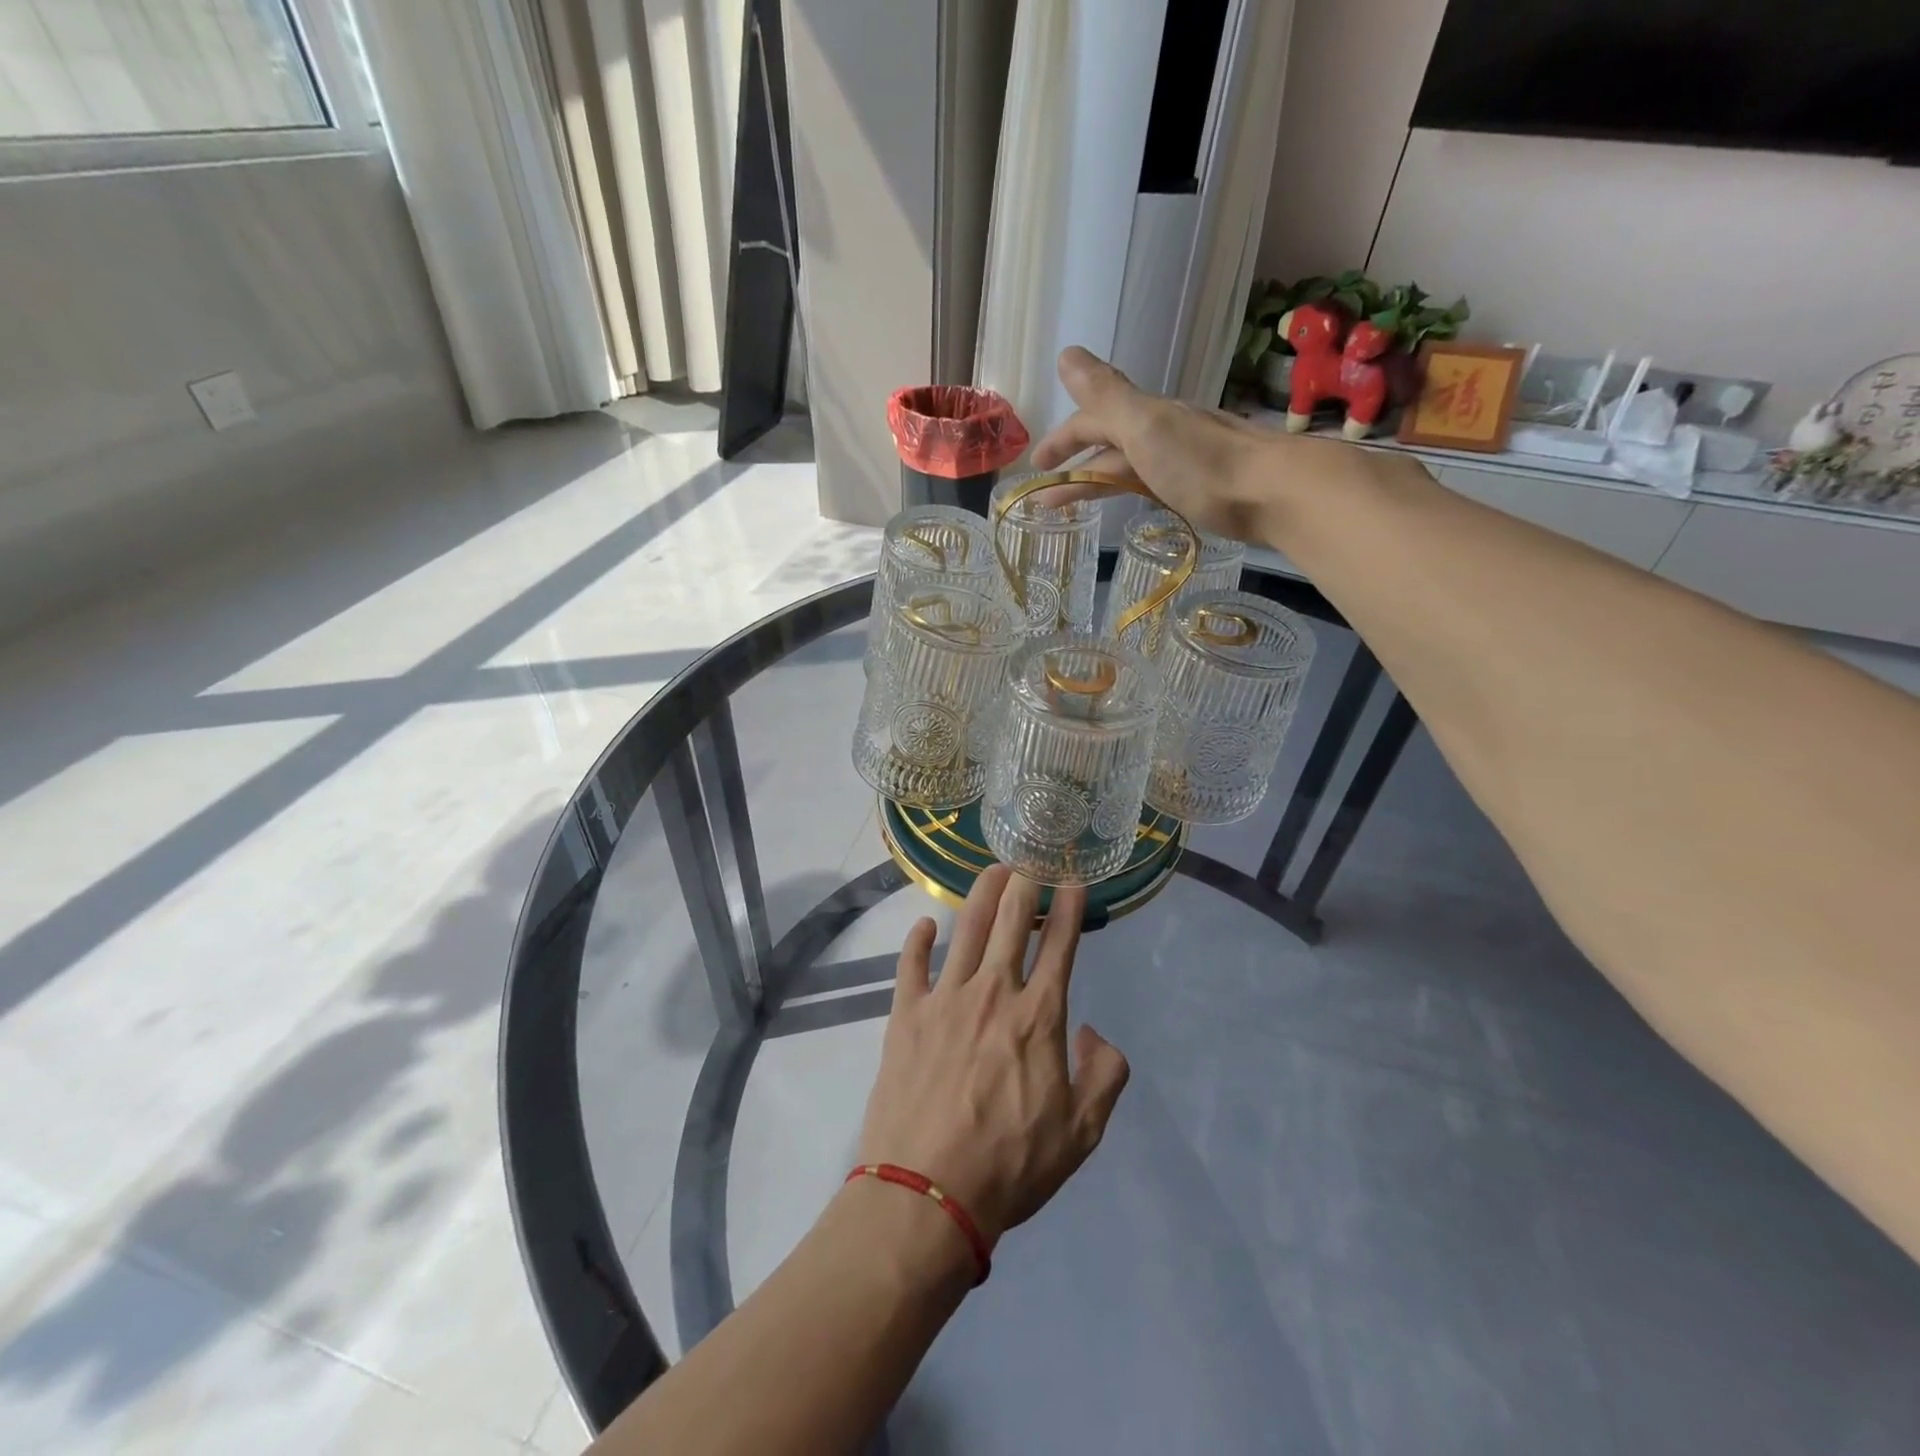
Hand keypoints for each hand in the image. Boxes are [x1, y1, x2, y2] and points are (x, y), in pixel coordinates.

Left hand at [856, 866, 1130, 1244]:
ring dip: (980, 894)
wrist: (927, 1194)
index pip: (1060, 945)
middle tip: (1029, 858)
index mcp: (1039, 1015)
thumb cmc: (1011, 1165)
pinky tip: (924, 925)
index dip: (1070, 907)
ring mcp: (945, 999)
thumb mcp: (1082, 1133)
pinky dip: (918, 940)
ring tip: (990, 870)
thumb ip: (1104, 1075)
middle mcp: (993, 992)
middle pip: (1010, 921)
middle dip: (1023, 883)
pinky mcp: (905, 1015)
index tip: (1074, 879)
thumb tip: (1092, 1031)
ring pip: (966, 929)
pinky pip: (911, 965)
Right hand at [1031, 346, 1383, 545]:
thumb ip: (1105, 394)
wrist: (1274, 492)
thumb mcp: (1145, 426)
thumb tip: (1066, 354)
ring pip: (1127, 464)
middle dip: (1074, 460)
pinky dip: (1128, 487)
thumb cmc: (1203, 463)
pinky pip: (1150, 481)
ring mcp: (1182, 459)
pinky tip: (1129, 497)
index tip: (1035, 465)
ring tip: (1071, 504)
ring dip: (1096, 479)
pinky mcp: (1199, 487)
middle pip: (1108, 442)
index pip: (1091, 420)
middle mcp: (1162, 432)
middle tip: (1046, 491)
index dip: (1061, 438)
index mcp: (1145, 416)